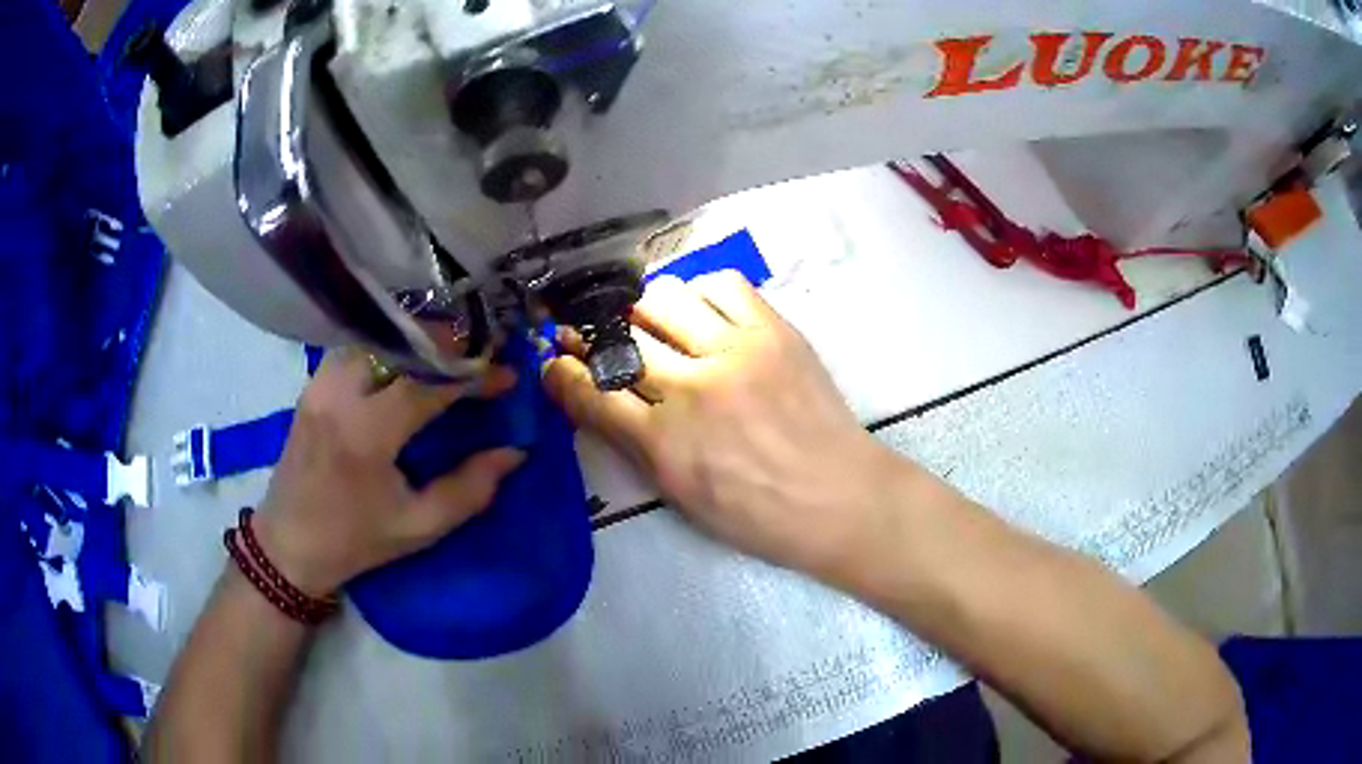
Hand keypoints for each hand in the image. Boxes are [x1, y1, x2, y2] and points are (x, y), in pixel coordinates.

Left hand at [255, 352, 524, 596]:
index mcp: (367, 433)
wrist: (288, 544)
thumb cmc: (355, 541)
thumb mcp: (419, 526)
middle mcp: (340, 394)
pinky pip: (358, 348)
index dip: (474, 374)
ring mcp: (321, 383)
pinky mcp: (312, 384)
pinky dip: (389, 348)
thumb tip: (513, 452)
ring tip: (451, 355)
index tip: (508, 376)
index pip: (429, 382)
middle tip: (482, 356)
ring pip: (378, 338)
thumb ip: (470, 489)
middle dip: (449, 344)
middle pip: (402, 343)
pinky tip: (408, 363)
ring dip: (419, 341)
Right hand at [544, 272, 906, 576]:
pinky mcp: (773, 331)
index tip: (556, 361)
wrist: (839, 499)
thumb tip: (598, 399)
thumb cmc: (759, 515)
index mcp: (663, 444)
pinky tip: (707, 317)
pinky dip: (703, 295)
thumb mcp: (681, 497)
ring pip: (663, 298)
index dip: (563, 373)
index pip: (591, 393)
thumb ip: (634, 445)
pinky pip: (722, 285)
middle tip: (606, 340)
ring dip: (649, 312)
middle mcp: (691, 388)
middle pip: (621, 338)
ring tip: (662, 328)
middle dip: (599, 337)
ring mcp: (734, 352)